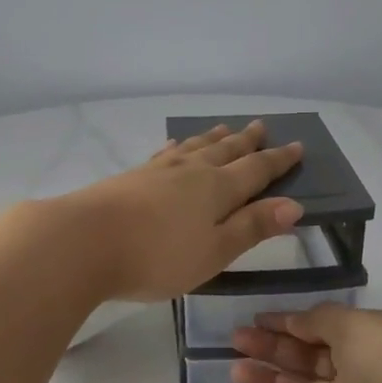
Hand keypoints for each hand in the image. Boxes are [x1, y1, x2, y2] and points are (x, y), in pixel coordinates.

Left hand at [59, 121, 304, 302]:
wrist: (84, 241)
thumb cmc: (157, 256)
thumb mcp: (214, 251)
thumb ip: (251, 227)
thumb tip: (293, 206)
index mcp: (217, 190)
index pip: (256, 170)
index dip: (278, 161)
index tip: (297, 146)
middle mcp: (191, 171)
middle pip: (226, 151)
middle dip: (247, 141)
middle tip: (262, 127)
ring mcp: (159, 170)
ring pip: (195, 147)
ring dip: (214, 138)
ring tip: (226, 129)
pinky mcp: (131, 176)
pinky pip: (166, 153)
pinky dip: (179, 146)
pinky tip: (176, 146)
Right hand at [229, 305, 381, 382]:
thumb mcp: (361, 327)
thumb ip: (323, 319)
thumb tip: (299, 319)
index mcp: (369, 337)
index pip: (320, 325)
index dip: (287, 321)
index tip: (254, 319)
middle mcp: (359, 370)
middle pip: (305, 356)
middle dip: (270, 347)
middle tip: (235, 342)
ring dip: (267, 381)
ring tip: (235, 374)